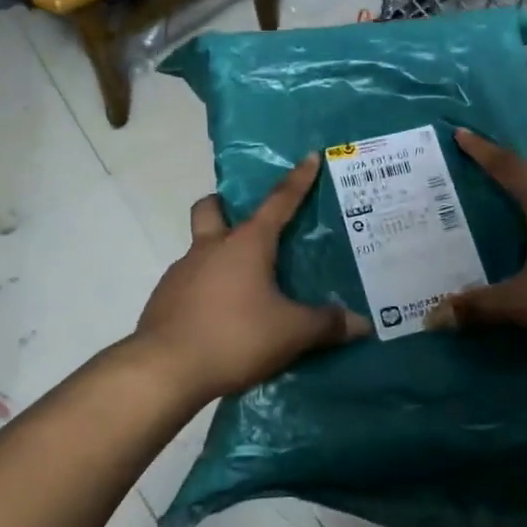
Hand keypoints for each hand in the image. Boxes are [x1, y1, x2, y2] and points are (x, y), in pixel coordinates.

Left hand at [134, 155, 369, 401]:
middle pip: (211, 209)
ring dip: (218, 256)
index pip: (278, 202)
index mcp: (246, 244)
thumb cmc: (235, 337)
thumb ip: (327, 325)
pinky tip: (220, 316)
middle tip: (247, 226)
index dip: (297, 180)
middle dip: (224, 206)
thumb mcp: (291, 333)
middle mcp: (210, 248)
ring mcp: (181, 272)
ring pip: (199, 248)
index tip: (309, 157)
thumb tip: (362, 324)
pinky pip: (189, 282)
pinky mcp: (164, 298)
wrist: (165, 369)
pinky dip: (205, 289)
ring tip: (243, 287)